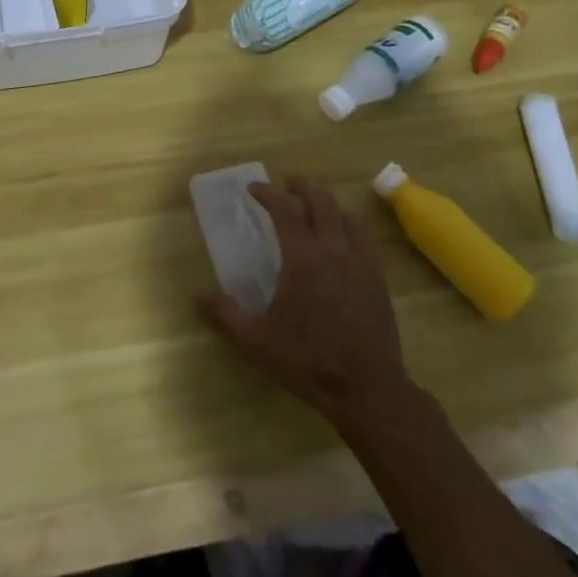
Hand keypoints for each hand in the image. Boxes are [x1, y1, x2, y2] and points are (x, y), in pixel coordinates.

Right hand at [200, 177, 414, 427]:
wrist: (368, 389)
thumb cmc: (308, 361)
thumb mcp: (257, 342)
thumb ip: (226, 314)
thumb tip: (198, 295)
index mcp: (303, 257)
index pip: (285, 207)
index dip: (268, 192)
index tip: (253, 190)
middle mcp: (334, 248)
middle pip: (320, 199)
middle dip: (300, 187)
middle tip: (285, 187)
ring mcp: (361, 260)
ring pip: (344, 212)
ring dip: (325, 201)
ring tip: (311, 206)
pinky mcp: (378, 276)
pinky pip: (363, 234)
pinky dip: (347, 222)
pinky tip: (341, 234)